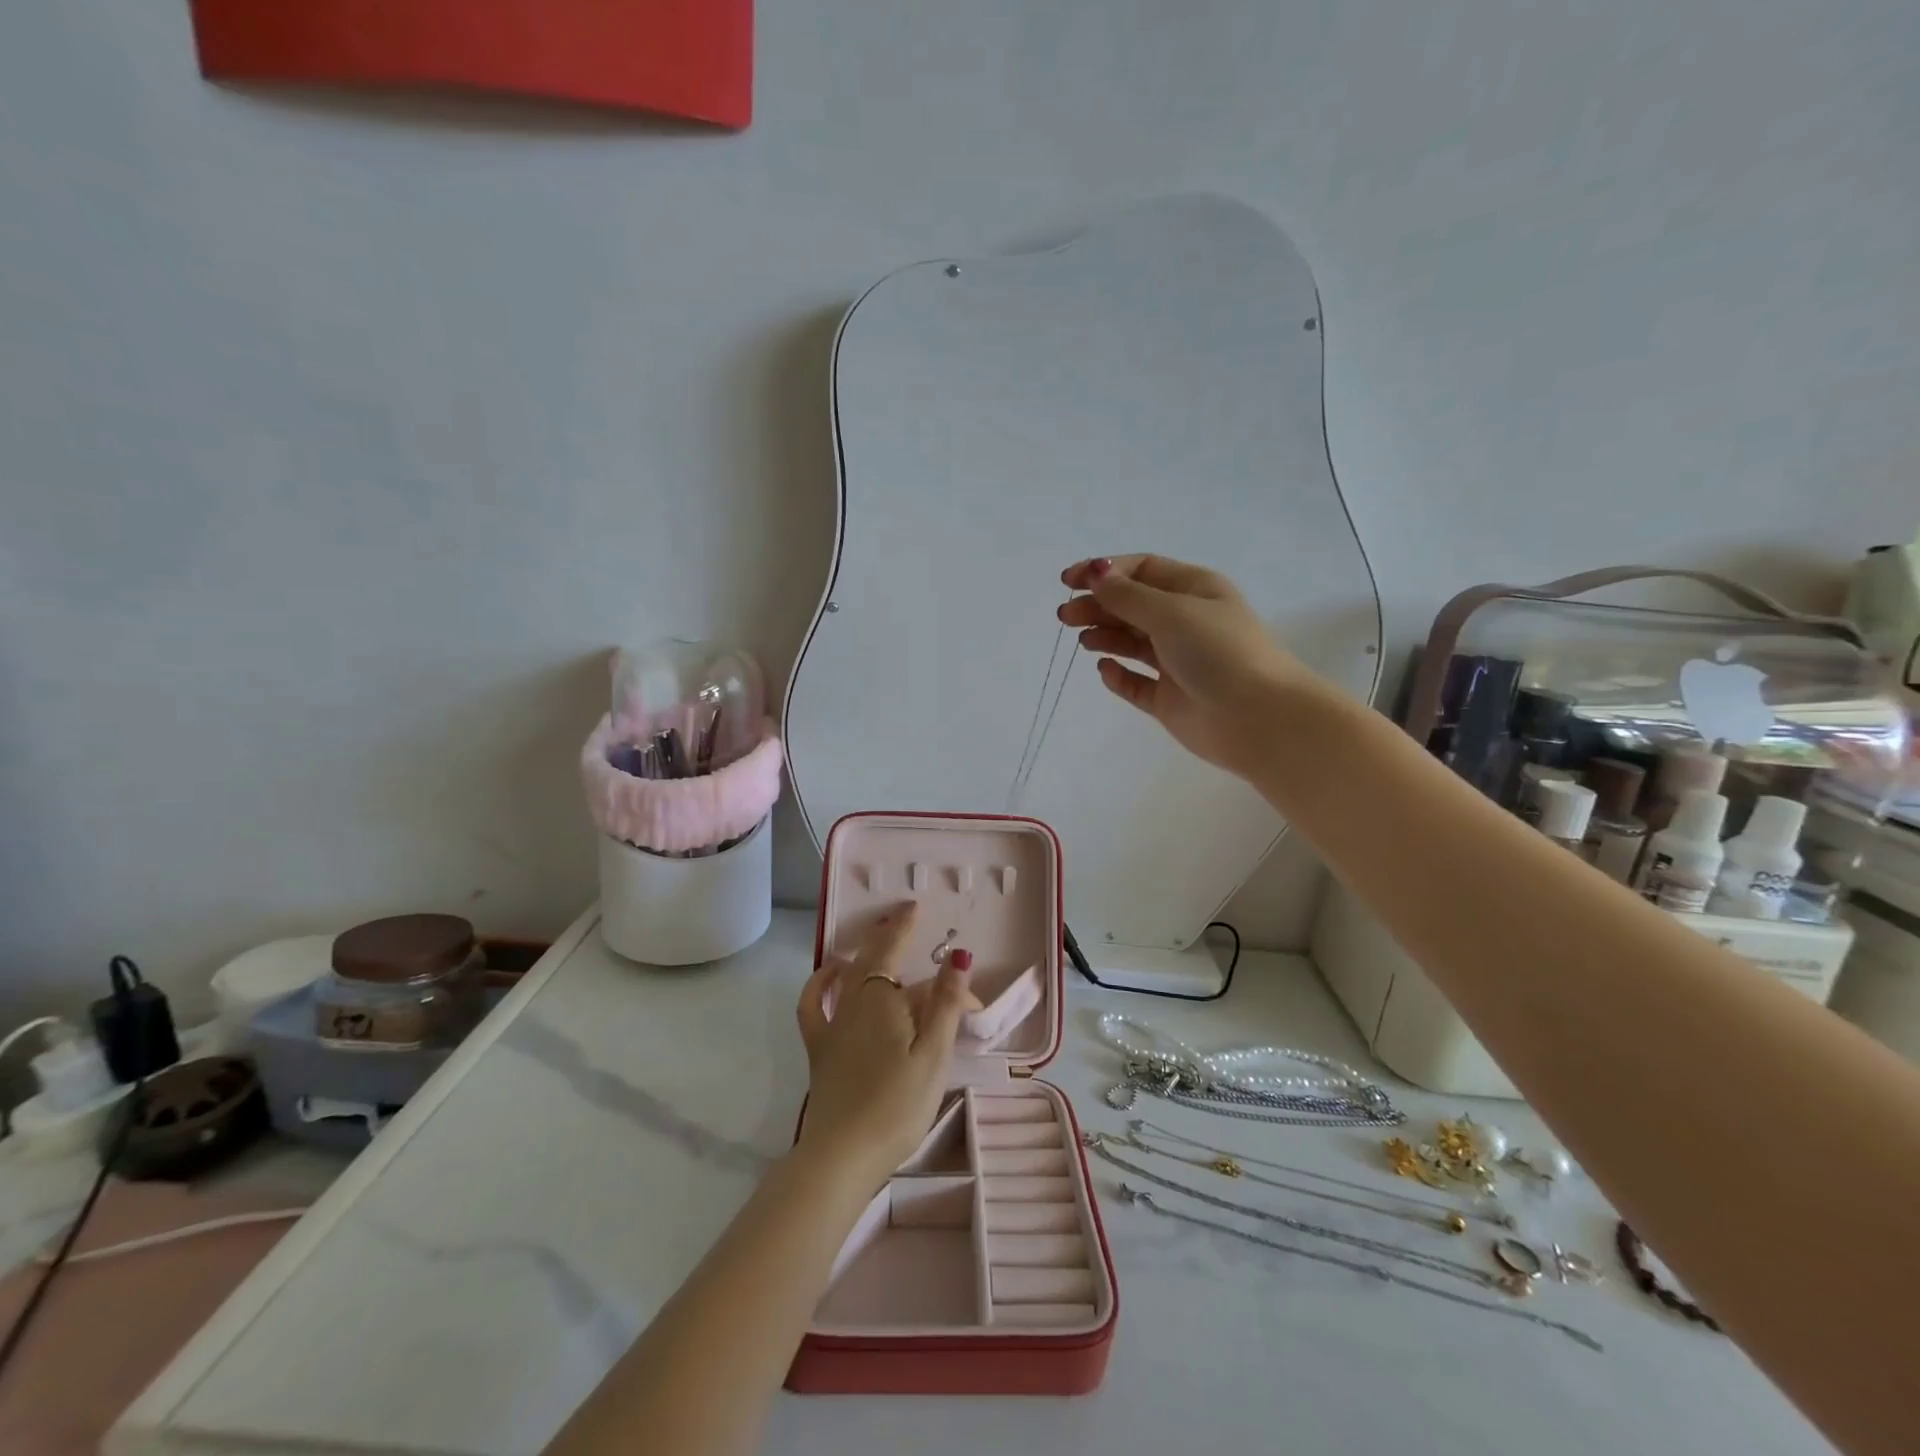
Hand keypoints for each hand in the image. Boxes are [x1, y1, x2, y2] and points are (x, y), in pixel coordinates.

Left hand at [794, 903, 971, 1188]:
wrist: (843, 1155)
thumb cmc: (897, 1105)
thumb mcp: (933, 1055)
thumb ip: (945, 1004)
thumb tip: (957, 955)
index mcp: (883, 998)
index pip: (894, 949)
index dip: (905, 927)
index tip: (917, 907)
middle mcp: (854, 1000)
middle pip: (875, 961)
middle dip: (895, 940)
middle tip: (911, 924)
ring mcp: (832, 1023)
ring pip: (848, 975)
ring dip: (864, 954)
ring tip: (879, 944)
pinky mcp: (819, 1047)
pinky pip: (813, 1004)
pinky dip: (820, 983)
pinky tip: (830, 975)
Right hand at [1057, 554, 1318, 778]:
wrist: (1257, 718)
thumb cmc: (1219, 652)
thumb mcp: (1172, 612)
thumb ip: (1127, 595)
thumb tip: (1095, 572)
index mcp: (1194, 590)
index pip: (1142, 570)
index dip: (1104, 572)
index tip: (1068, 581)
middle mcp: (1185, 622)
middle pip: (1132, 606)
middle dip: (1097, 606)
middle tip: (1065, 616)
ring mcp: (1177, 662)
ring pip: (1131, 642)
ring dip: (1104, 636)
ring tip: (1082, 640)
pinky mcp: (1169, 698)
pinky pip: (1135, 682)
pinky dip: (1118, 674)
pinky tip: (1104, 669)